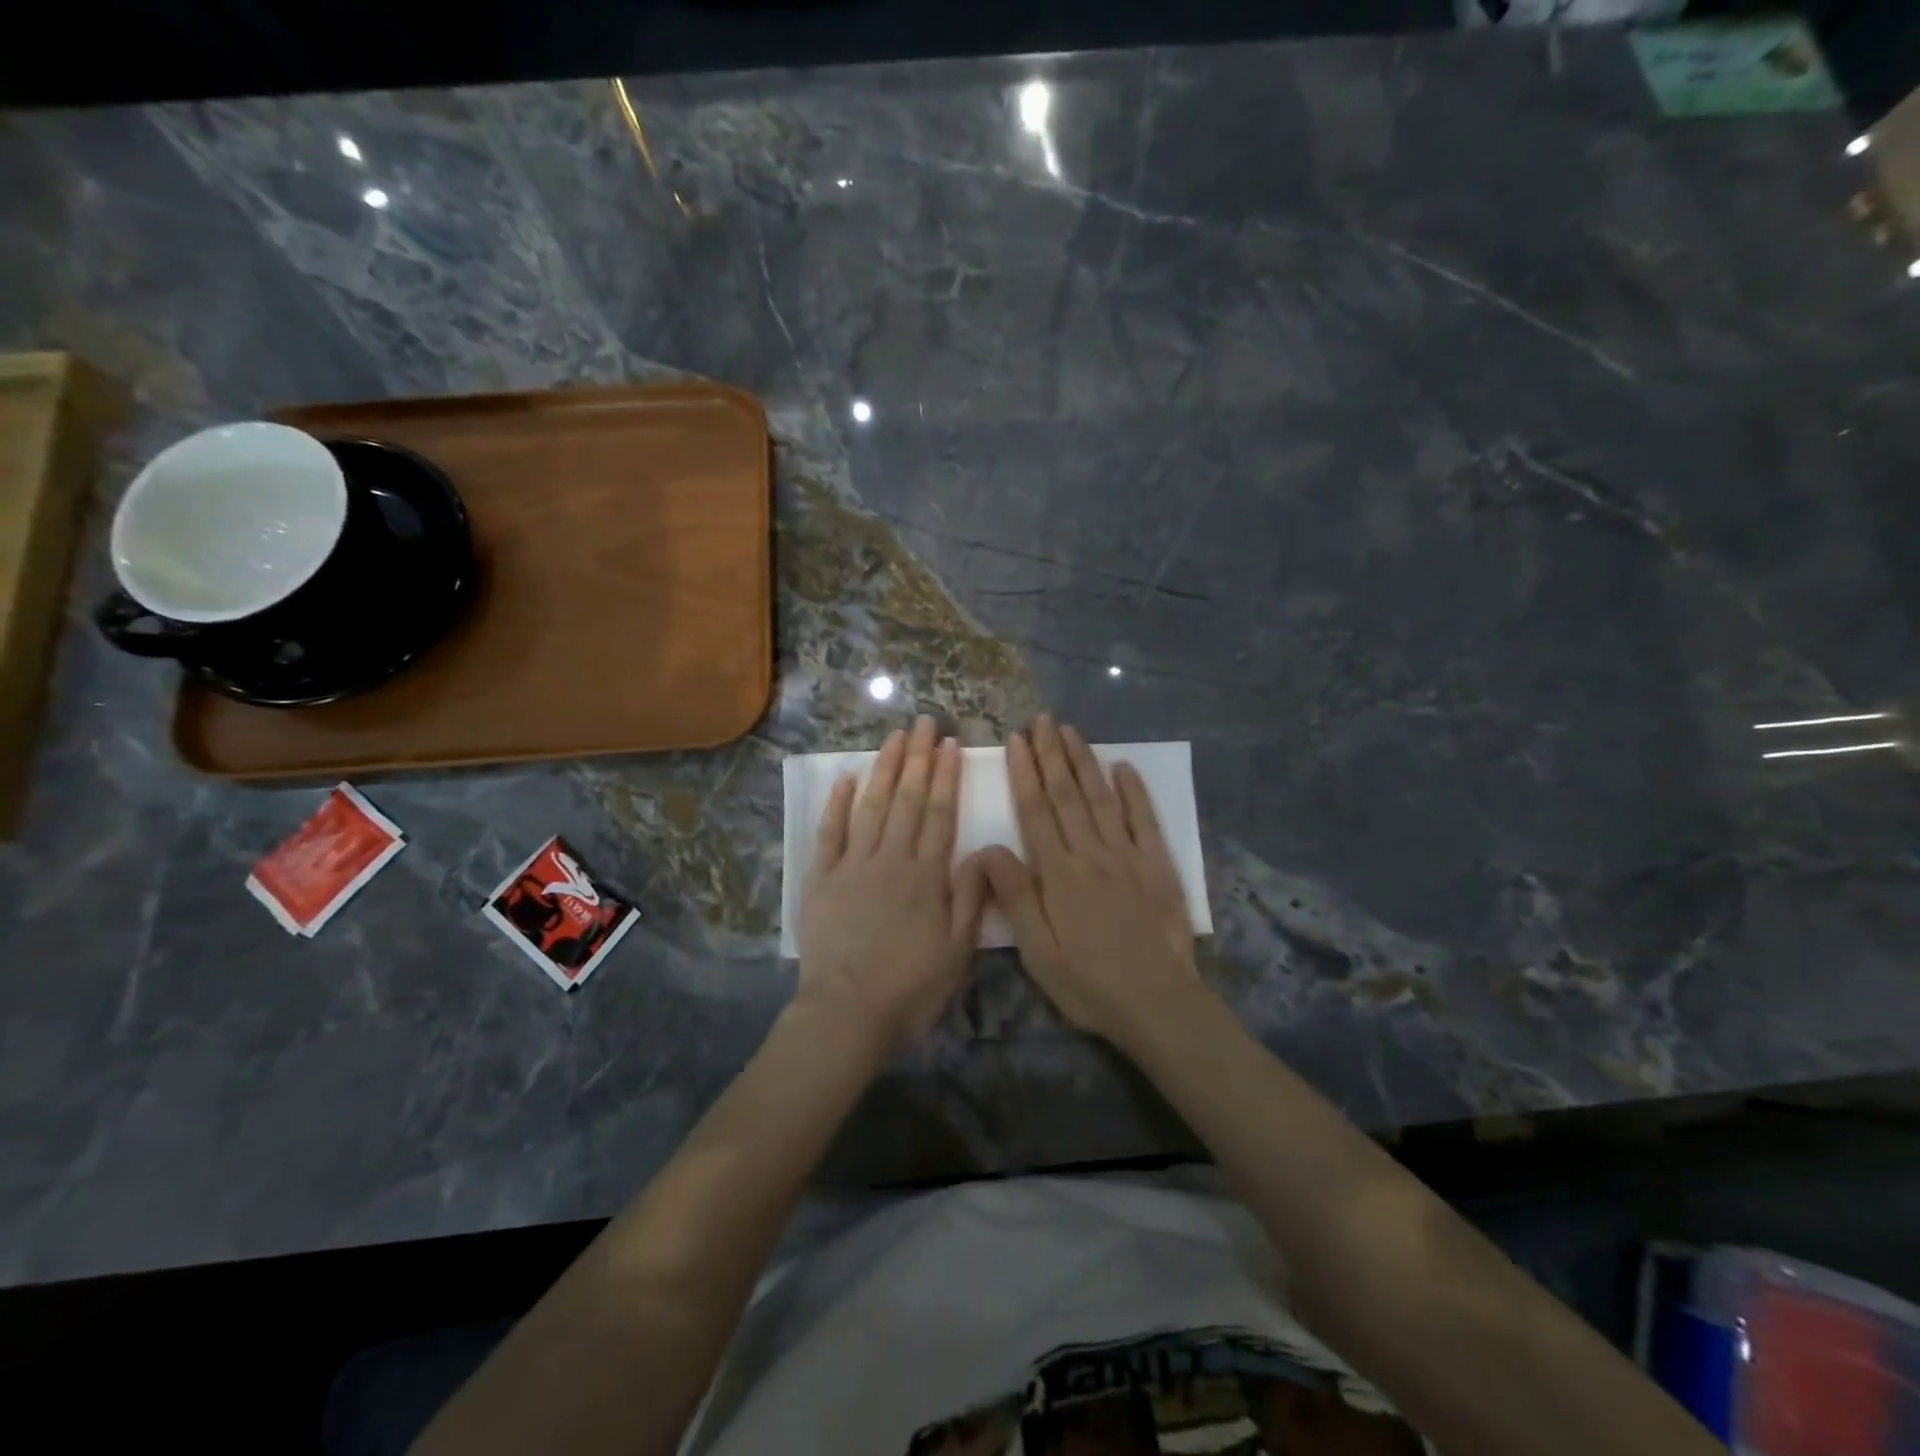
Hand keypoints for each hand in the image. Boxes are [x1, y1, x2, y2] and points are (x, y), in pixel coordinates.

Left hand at [796, 715, 986, 1055]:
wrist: (847, 1014)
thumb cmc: (910, 988)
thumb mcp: (957, 951)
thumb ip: (970, 897)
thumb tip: (982, 849)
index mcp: (926, 876)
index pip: (940, 814)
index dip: (946, 776)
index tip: (950, 745)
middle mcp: (890, 859)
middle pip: (907, 800)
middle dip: (918, 758)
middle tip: (924, 722)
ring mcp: (852, 866)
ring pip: (871, 806)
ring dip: (884, 769)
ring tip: (894, 737)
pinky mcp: (822, 879)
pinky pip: (829, 833)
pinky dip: (837, 804)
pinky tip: (845, 777)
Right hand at [974, 715, 1200, 1044]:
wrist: (1157, 1002)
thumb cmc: (1088, 982)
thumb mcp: (1037, 950)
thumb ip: (1013, 895)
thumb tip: (985, 847)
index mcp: (1058, 874)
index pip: (1036, 811)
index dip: (1024, 773)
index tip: (1016, 741)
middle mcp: (1092, 853)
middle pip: (1068, 794)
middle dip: (1052, 754)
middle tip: (1041, 721)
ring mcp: (1128, 855)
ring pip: (1102, 798)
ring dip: (1085, 762)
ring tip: (1071, 731)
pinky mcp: (1158, 865)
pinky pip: (1145, 819)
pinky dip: (1135, 790)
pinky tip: (1124, 766)